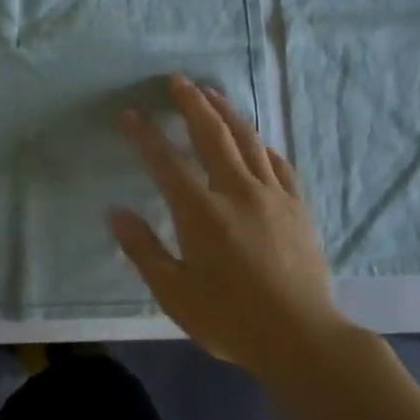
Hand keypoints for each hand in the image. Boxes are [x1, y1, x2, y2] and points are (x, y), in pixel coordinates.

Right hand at [111, 75, 356, 375]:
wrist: (303, 339)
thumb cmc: (231, 319)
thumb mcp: (174, 293)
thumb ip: (143, 249)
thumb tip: (116, 212)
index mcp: (201, 213)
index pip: (166, 161)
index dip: (145, 135)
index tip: (129, 113)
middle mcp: (237, 192)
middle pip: (211, 135)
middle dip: (191, 104)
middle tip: (176, 80)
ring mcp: (272, 196)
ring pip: (247, 140)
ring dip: (226, 112)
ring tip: (211, 93)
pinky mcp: (298, 206)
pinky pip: (277, 163)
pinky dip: (260, 144)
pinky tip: (255, 140)